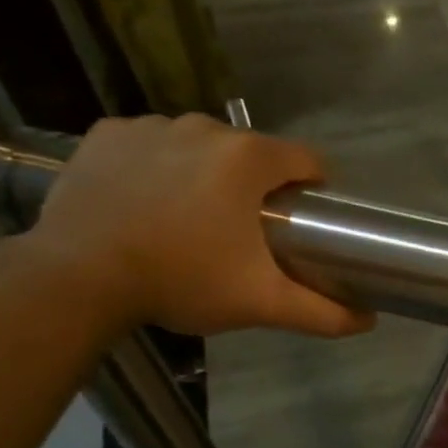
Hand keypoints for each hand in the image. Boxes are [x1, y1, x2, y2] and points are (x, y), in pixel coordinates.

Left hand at [24, 113, 373, 337]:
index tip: (303, 221)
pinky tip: (147, 201)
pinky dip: (156, 166)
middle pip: (252, 154)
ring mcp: (149, 126)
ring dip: (206, 173)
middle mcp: (203, 127)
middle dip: (257, 186)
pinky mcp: (106, 134)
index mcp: (248, 159)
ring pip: (200, 147)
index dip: (315, 189)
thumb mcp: (262, 302)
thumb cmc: (183, 280)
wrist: (78, 277)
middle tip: (245, 233)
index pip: (307, 160)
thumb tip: (369, 322)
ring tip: (191, 220)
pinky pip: (150, 144)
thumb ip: (322, 312)